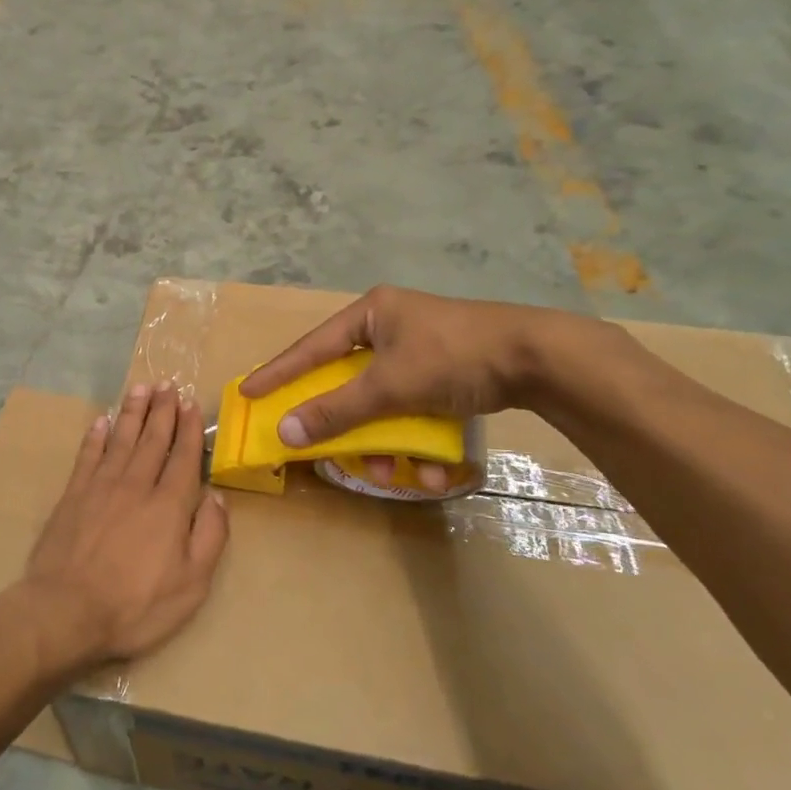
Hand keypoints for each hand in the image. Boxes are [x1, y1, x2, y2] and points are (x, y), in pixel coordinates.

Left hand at [17, 382, 229, 671]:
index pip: (183, 458)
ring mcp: (101, 486)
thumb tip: (217, 497)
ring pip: (122, 439)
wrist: (66, 610)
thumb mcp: (191, 584)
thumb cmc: (135, 605)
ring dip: (133, 412)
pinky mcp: (73, 494)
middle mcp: (136, 485)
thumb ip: (209, 537)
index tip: (191, 404)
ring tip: (141, 388)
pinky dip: (96, 435)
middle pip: (153, 439)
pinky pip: (88, 454)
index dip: (188, 429)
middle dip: (163, 410)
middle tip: (168, 384)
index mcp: (169, 505)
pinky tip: (102, 421)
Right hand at [240, 287, 580, 482]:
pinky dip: (421, 443)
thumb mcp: (389, 385)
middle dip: (348, 427)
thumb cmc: (454, 356)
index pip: (312, 347)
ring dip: (387, 446)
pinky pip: (416, 413)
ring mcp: (421, 354)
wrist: (541, 360)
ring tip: (397, 474)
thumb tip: (285, 431)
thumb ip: (336, 409)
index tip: (249, 393)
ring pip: (384, 407)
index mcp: (373, 315)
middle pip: (350, 384)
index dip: (280, 372)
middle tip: (329, 451)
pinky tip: (438, 471)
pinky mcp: (447, 378)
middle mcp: (392, 330)